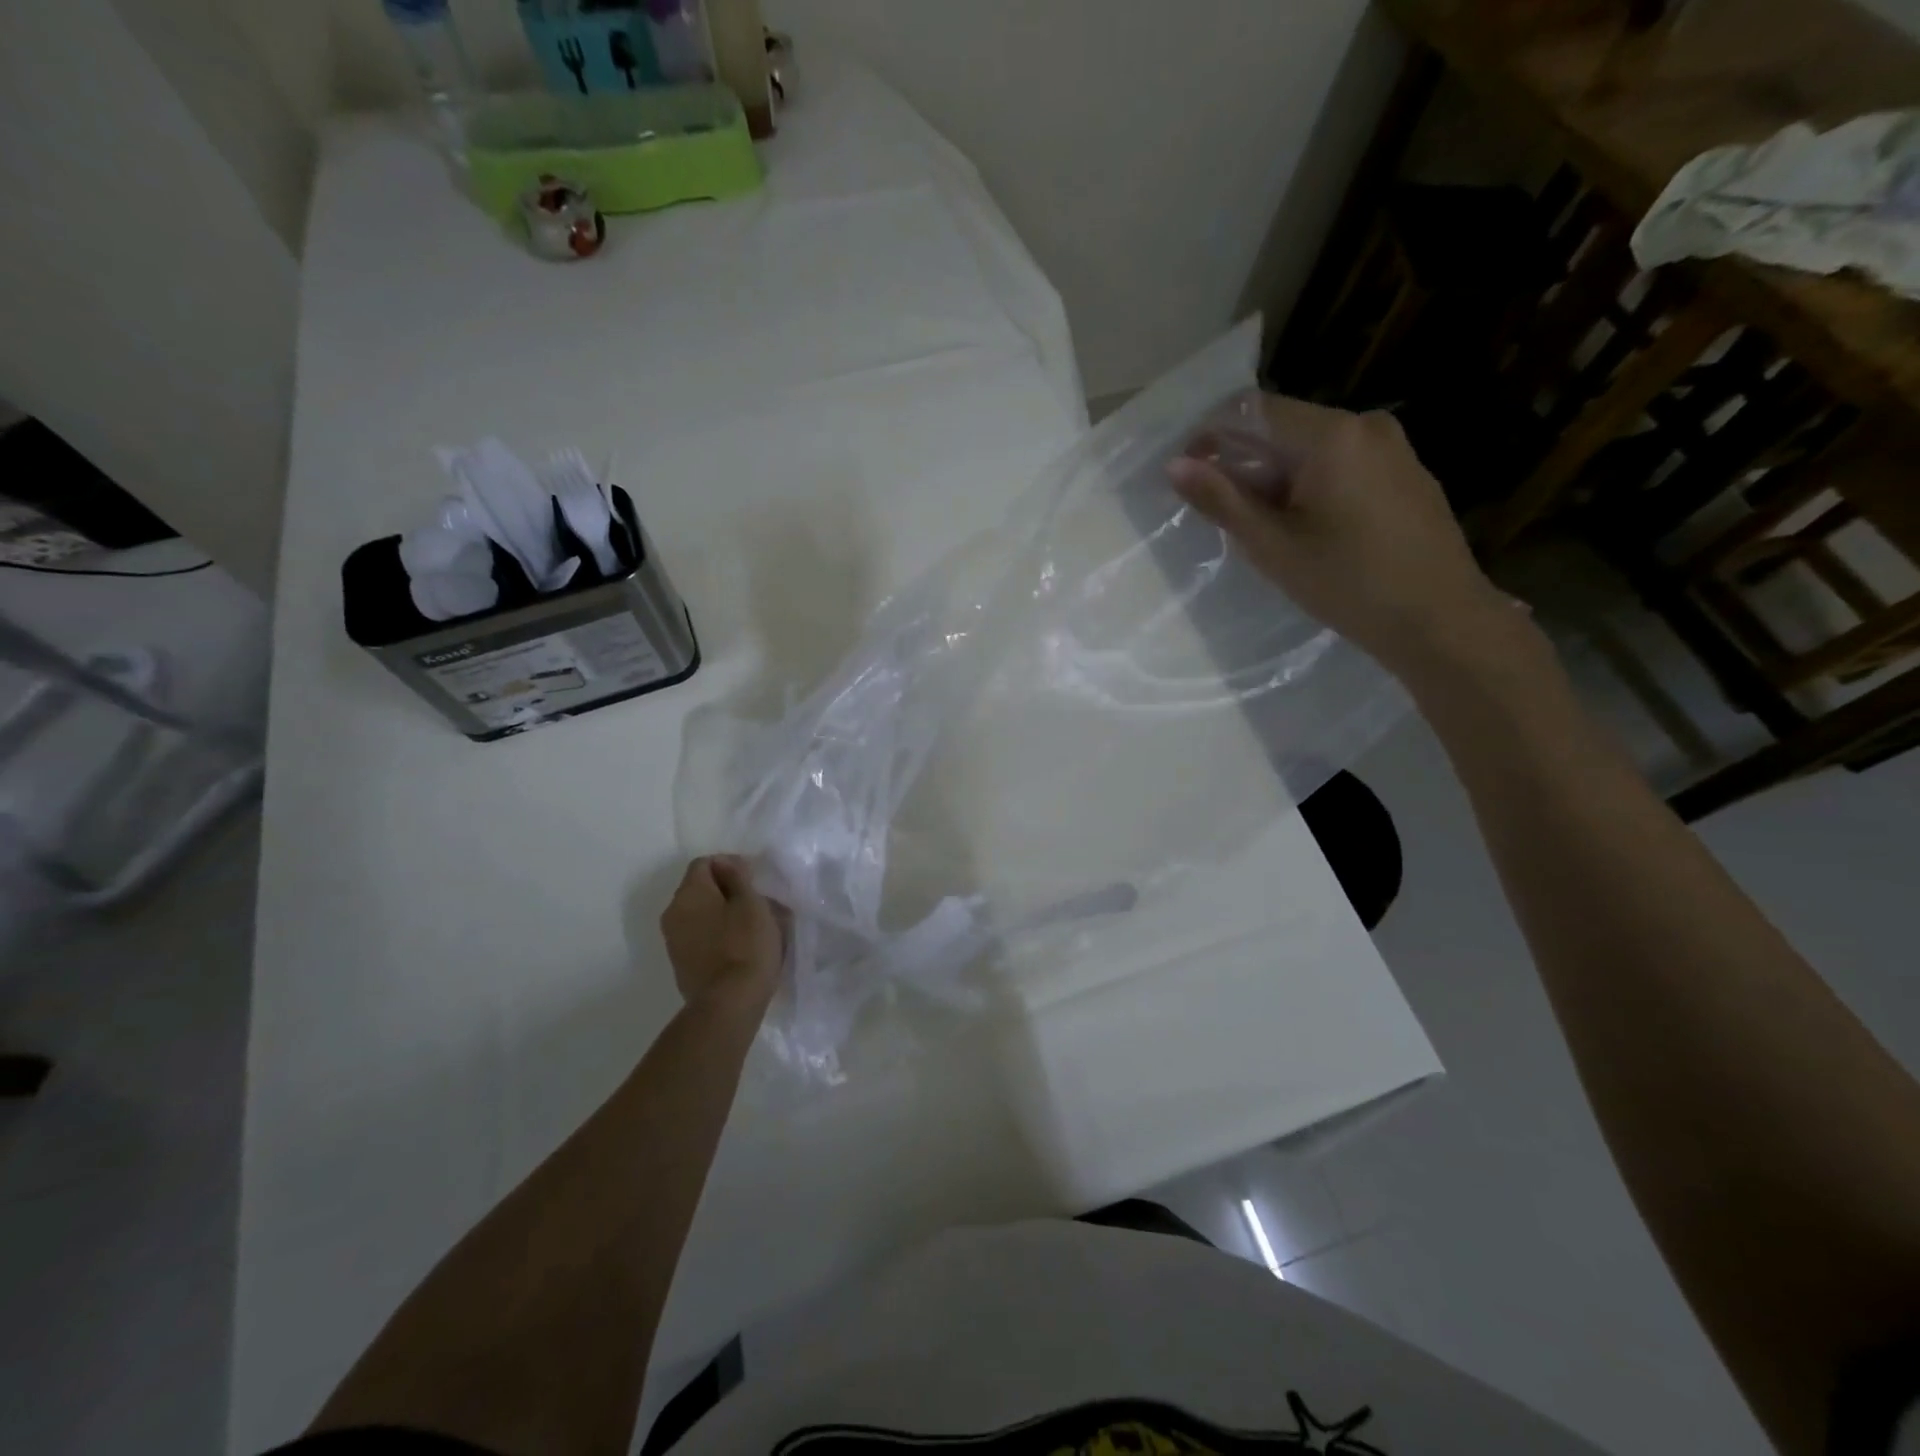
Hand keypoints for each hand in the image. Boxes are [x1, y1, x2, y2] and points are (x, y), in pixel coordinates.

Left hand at [660, 856, 785, 1016]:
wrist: (729, 1005)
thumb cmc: (746, 945)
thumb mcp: (751, 903)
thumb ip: (737, 877)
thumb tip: (725, 864)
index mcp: (688, 893)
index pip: (705, 863)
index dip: (731, 865)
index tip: (755, 880)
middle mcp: (673, 913)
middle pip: (700, 889)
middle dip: (728, 891)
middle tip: (758, 903)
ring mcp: (674, 942)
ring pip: (701, 915)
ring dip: (724, 914)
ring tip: (753, 927)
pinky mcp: (682, 965)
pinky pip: (700, 937)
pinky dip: (718, 935)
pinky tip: (740, 947)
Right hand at [1168, 398, 1513, 679]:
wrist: (1440, 620)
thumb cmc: (1347, 583)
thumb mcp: (1272, 546)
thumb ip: (1221, 500)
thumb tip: (1175, 465)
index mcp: (1331, 435)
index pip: (1252, 409)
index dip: (1210, 435)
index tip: (1188, 473)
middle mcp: (1365, 424)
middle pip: (1284, 427)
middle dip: (1244, 462)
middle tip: (1223, 514)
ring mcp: (1393, 447)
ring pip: (1313, 448)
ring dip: (1276, 477)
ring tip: (1264, 529)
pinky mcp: (1407, 473)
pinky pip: (1343, 464)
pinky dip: (1311, 485)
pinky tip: (1308, 529)